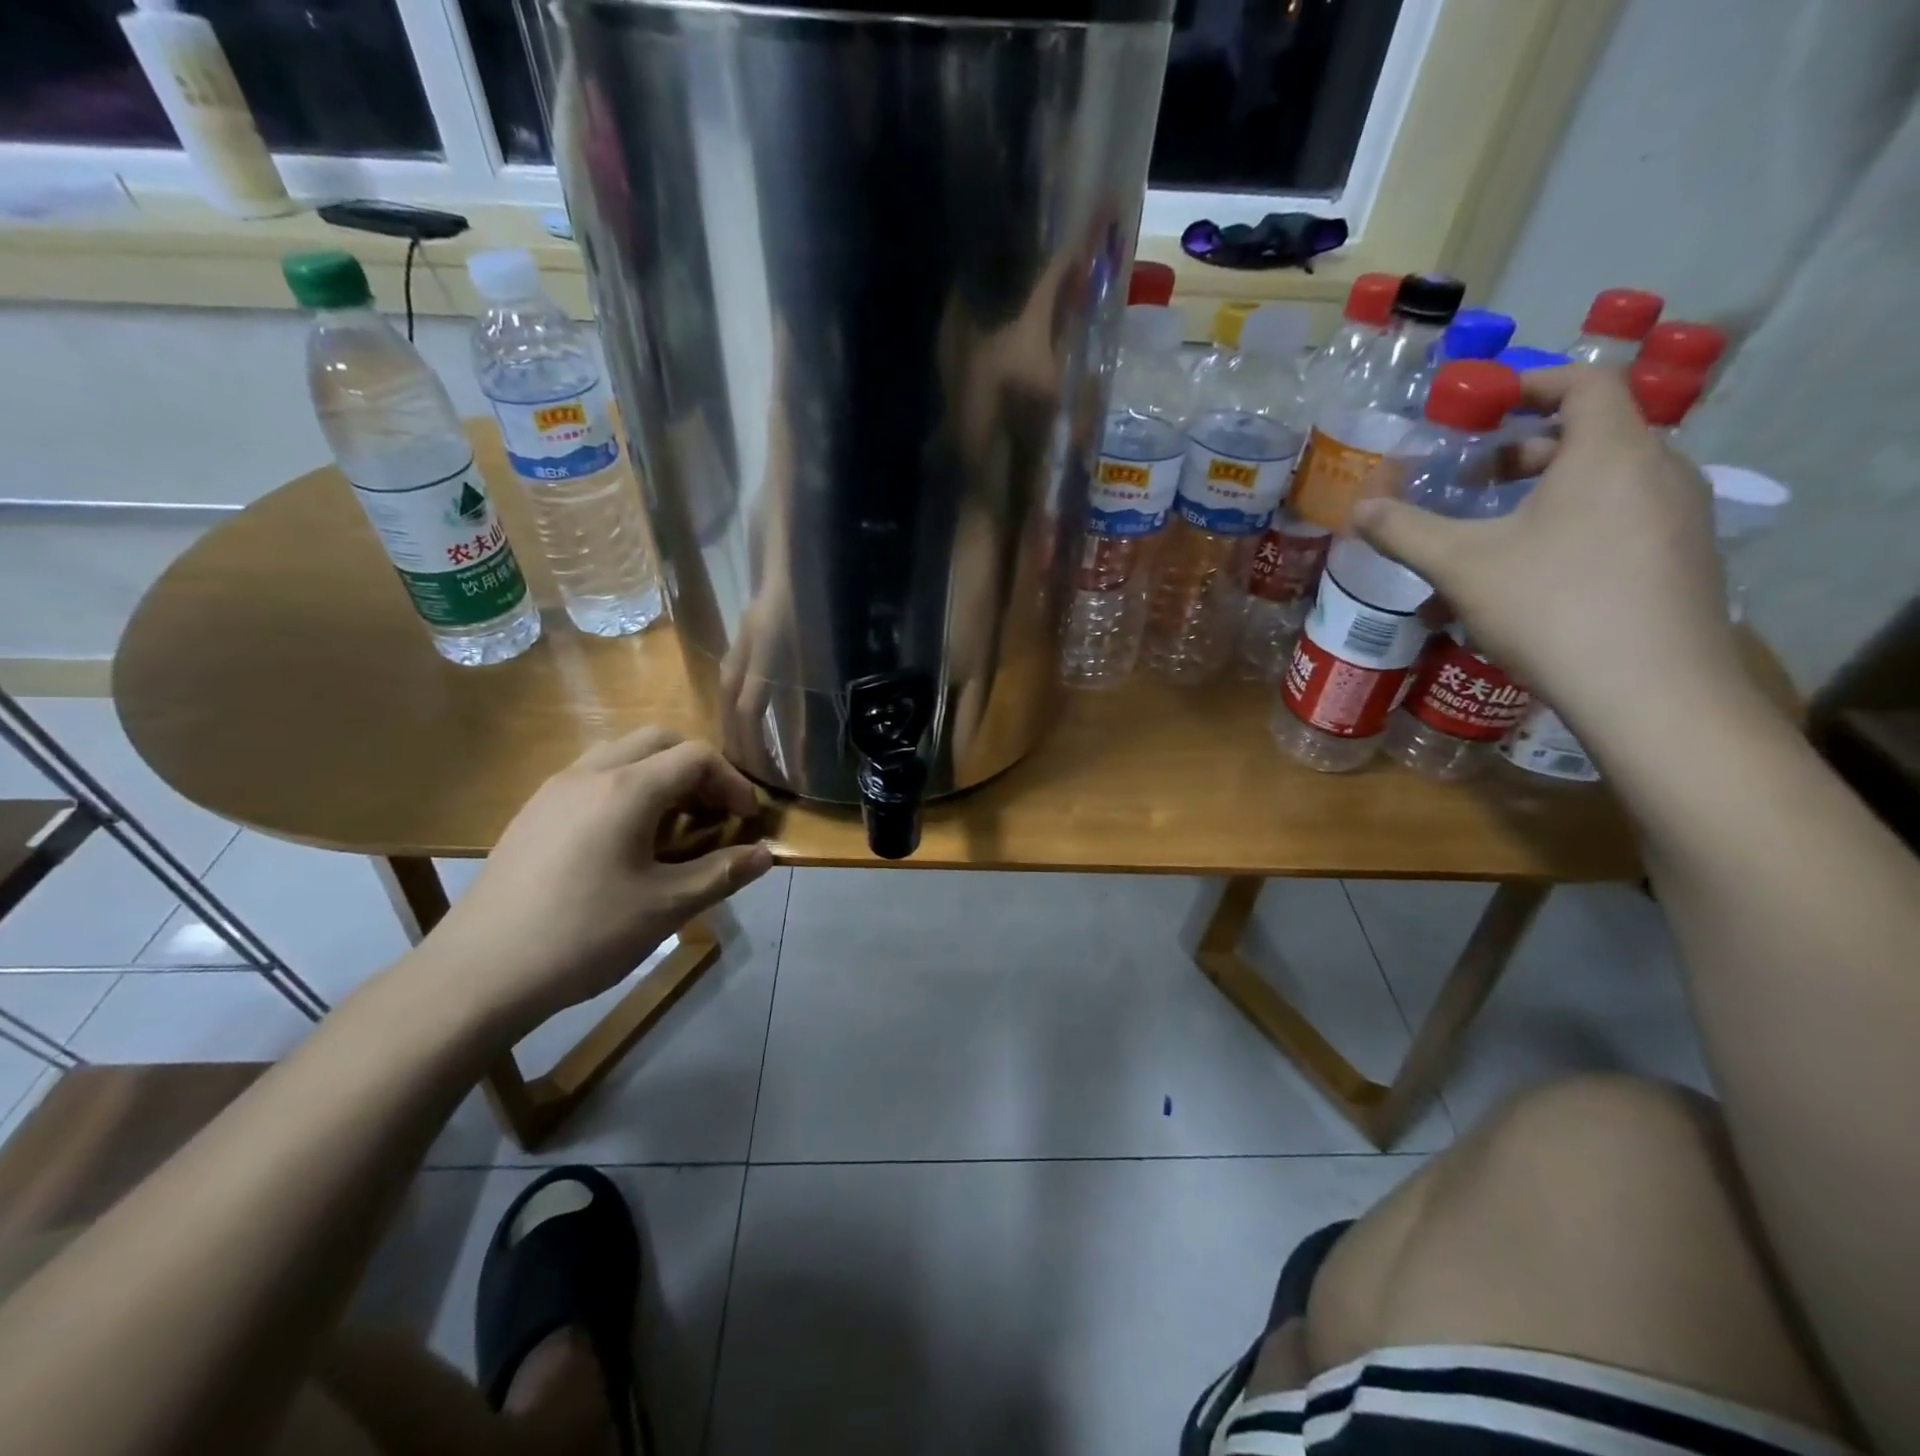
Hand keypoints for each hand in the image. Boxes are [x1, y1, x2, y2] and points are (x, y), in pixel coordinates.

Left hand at [423, 727, 772, 1028]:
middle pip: (658, 741)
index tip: (746, 820)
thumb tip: (764, 855)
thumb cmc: (583, 935)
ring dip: (659, 775)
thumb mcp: (666, 908)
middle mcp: (590, 773)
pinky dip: (625, 789)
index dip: (732, 782)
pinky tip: (625, 841)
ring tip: (673, 824)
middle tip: (714, 812)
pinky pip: (592, 777)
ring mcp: (554, 790)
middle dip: (697, 768)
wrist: (477, 974)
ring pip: (621, 754)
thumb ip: (722, 873)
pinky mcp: (532, 813)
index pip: (696, 756)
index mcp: (627, 789)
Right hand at [1349, 365, 1743, 739]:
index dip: (1533, 382)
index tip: (1487, 405)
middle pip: (1592, 437)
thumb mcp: (1460, 565)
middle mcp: (1659, 472)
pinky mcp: (1681, 562)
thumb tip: (1358, 509)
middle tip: (1475, 479)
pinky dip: (1567, 535)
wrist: (1649, 689)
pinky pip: (1618, 527)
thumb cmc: (1551, 606)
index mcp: (1610, 452)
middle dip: (1525, 452)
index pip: (1585, 382)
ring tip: (1488, 539)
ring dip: (1540, 501)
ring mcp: (1679, 519)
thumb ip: (1406, 531)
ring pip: (1601, 488)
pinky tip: (1521, 586)